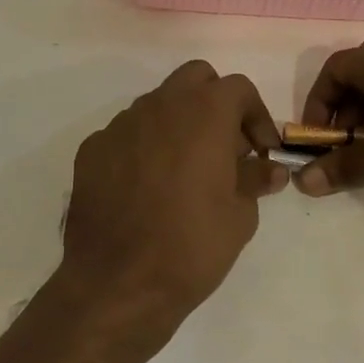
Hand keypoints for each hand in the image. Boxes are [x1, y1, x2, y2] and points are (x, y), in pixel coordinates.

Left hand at [57, 60, 285, 340]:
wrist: (117, 284)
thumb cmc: (191, 246)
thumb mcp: (240, 216)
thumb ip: (255, 179)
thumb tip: (270, 168)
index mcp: (204, 112)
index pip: (239, 89)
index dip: (256, 116)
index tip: (261, 151)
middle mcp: (161, 104)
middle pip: (195, 78)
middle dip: (216, 102)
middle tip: (225, 146)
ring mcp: (121, 124)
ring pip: (158, 103)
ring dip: (178, 123)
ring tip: (185, 170)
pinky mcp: (93, 148)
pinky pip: (127, 134)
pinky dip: (144, 147)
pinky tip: (146, 187)